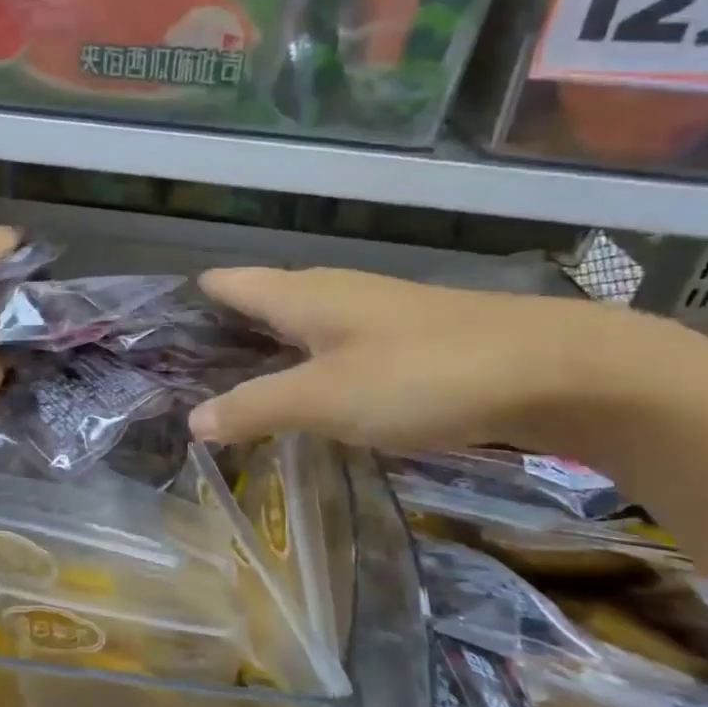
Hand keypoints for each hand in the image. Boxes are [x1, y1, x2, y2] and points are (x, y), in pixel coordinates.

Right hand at [187, 267, 653, 451]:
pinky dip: (304, 367)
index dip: (190, 304)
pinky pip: (331, 347)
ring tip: (230, 389)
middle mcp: (330, 293)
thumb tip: (193, 422)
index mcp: (301, 294)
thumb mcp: (324, 398)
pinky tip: (305, 397)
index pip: (227, 284)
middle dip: (220, 334)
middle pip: (258, 302)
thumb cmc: (421, 375)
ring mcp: (370, 313)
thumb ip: (255, 407)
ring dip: (262, 352)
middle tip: (181, 376)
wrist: (552, 370)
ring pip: (297, 326)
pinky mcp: (402, 340)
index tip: (155, 337)